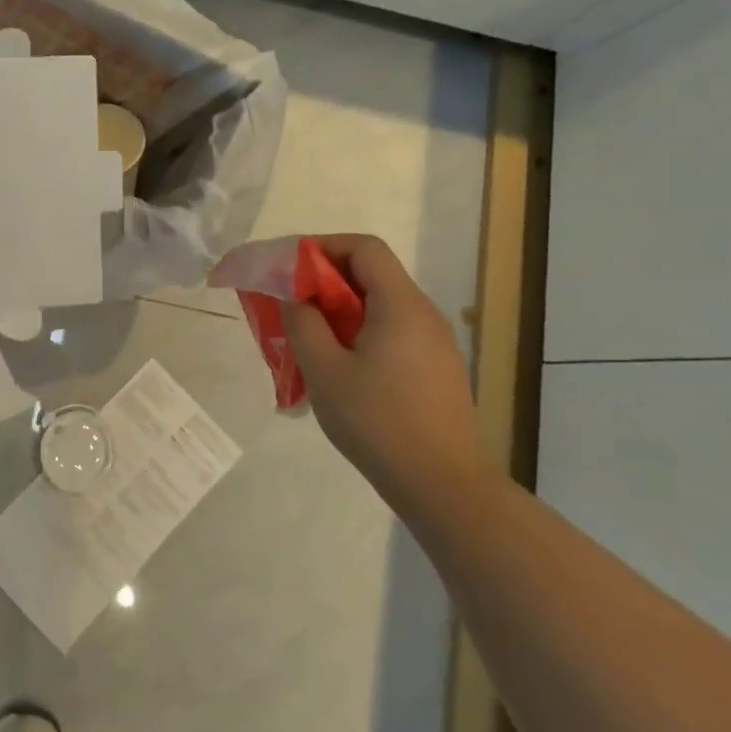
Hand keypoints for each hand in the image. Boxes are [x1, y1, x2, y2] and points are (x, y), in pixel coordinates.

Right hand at [283, 235, 484, 501]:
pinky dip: (358, 333)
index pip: (364, 248)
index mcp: (400, 305)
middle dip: (323, 281)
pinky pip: (391, 332)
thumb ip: (303, 323)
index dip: (323, 246)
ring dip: (338, 310)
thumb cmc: (378, 422)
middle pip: (371, 274)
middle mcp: (423, 314)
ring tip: (305, 338)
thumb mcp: (325, 370)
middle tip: (287, 304)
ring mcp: (434, 343)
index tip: (288, 267)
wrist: (443, 485)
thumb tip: (295, 296)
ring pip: (379, 306)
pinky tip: (337, 368)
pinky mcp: (435, 369)